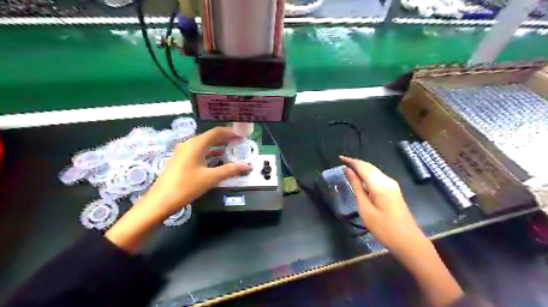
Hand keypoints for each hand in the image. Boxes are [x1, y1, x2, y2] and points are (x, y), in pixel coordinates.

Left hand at [142, 127, 250, 215]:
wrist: (161, 200)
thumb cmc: (187, 185)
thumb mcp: (211, 178)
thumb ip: (230, 170)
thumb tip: (248, 166)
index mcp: (197, 144)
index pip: (217, 132)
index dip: (231, 132)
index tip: (242, 134)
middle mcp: (189, 143)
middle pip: (210, 136)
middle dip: (225, 138)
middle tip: (239, 141)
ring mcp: (183, 151)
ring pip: (204, 144)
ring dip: (218, 145)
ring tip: (231, 148)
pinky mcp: (181, 159)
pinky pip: (198, 150)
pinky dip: (210, 152)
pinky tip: (217, 158)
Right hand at [341, 156, 461, 306]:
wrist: (408, 241)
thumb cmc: (383, 228)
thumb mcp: (365, 209)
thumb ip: (357, 187)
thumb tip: (348, 171)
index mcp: (379, 185)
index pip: (363, 166)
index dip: (351, 161)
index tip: (339, 157)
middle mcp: (387, 180)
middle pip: (369, 166)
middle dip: (355, 162)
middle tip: (342, 161)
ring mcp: (392, 185)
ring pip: (374, 170)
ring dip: (361, 168)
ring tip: (348, 169)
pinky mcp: (393, 190)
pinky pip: (378, 176)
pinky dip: (367, 174)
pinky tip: (360, 178)